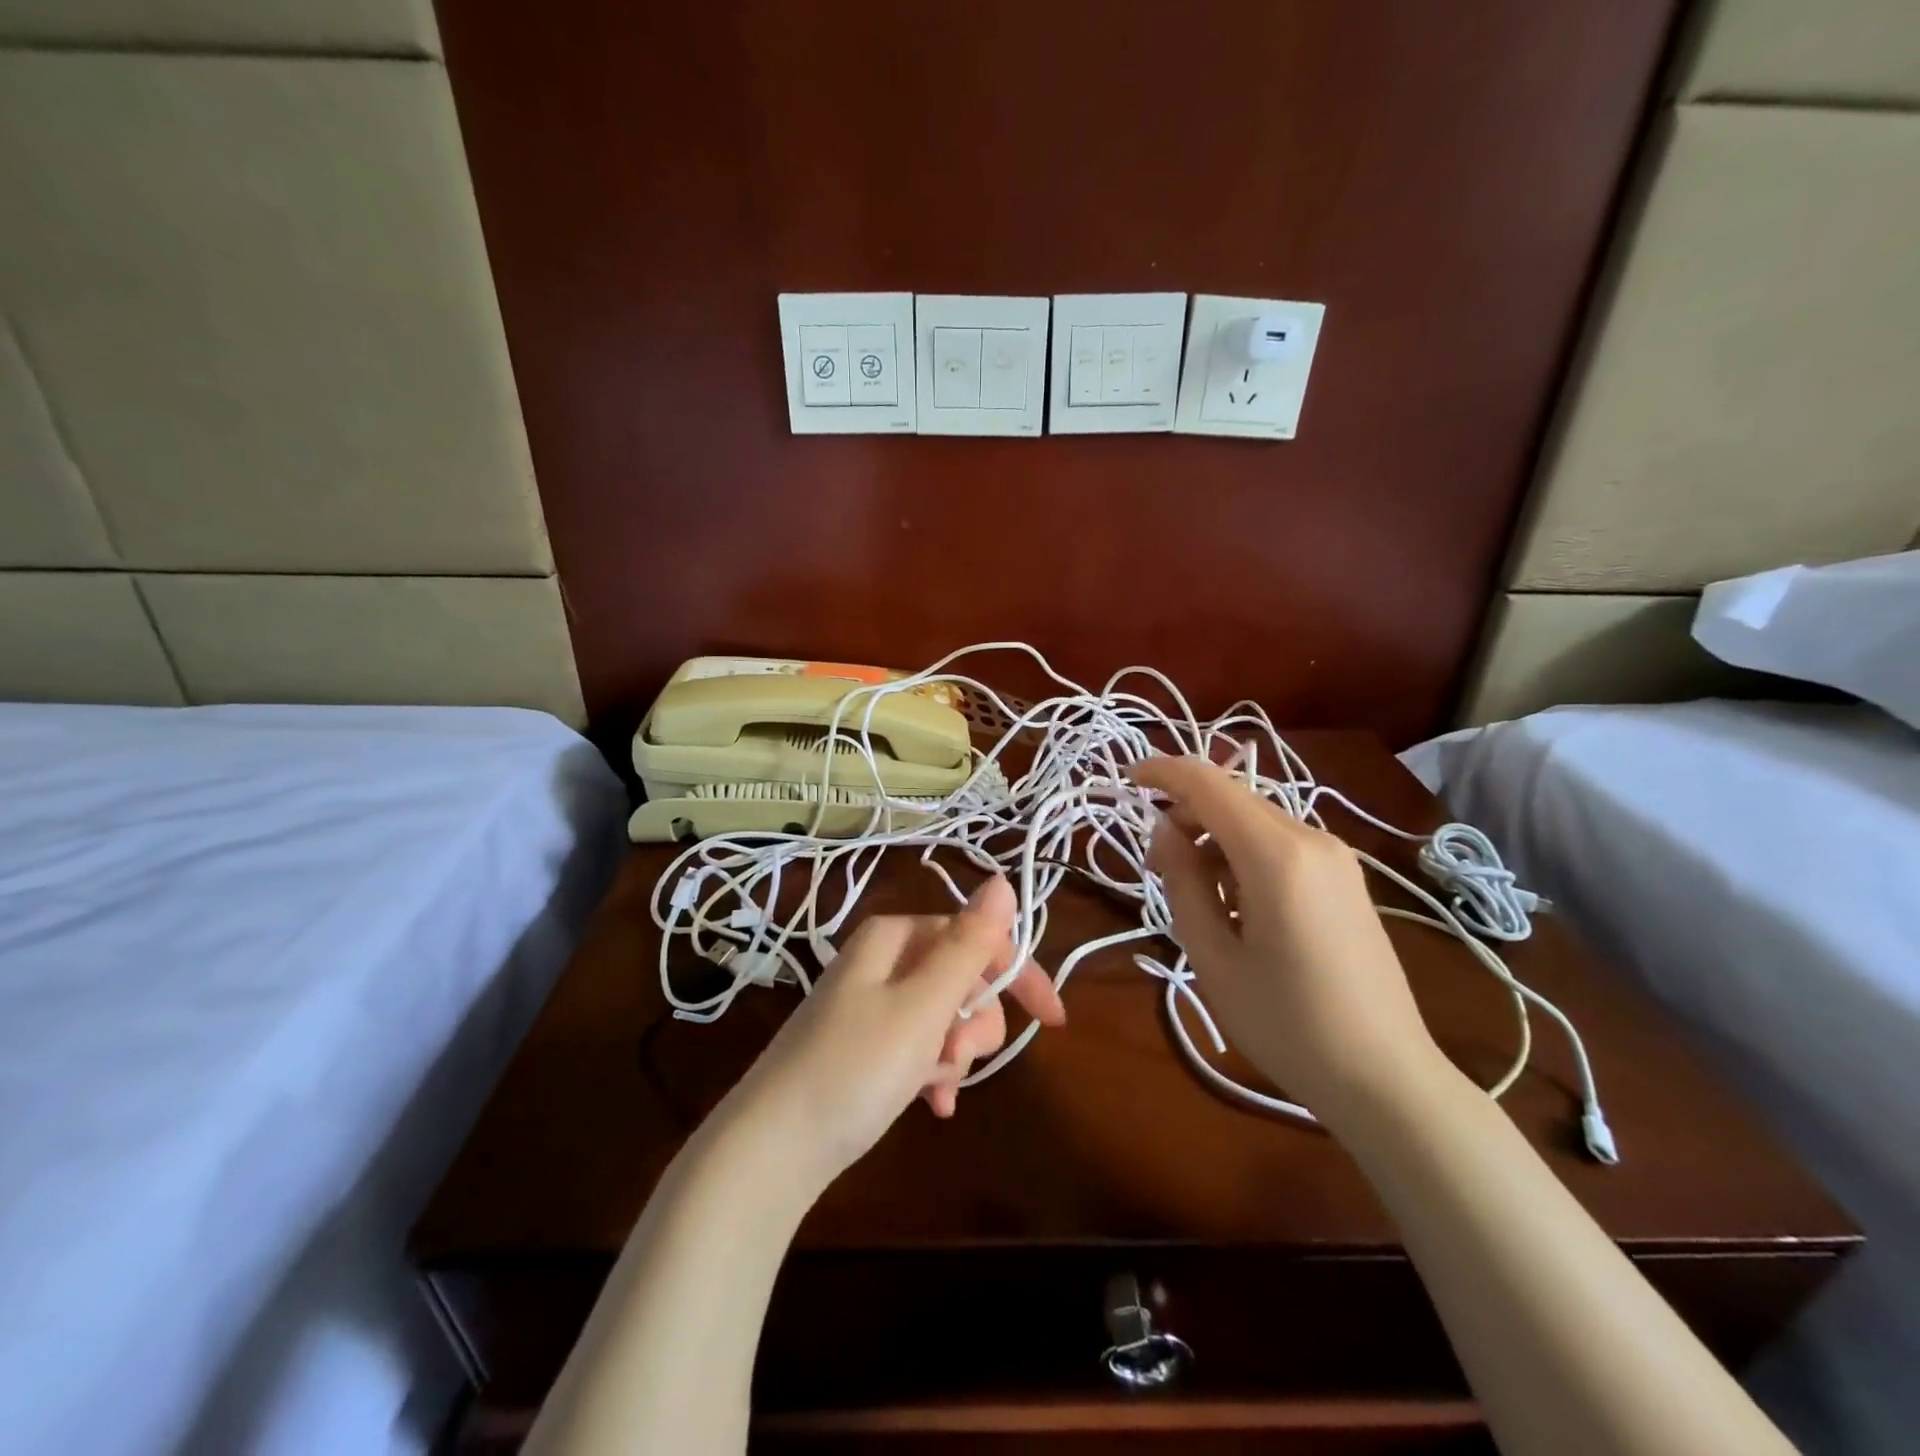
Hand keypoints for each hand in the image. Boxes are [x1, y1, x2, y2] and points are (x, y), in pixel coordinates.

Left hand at [729, 875, 1064, 1190]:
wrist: (771, 1151)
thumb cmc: (855, 1068)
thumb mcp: (922, 1005)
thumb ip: (968, 945)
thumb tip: (1002, 880)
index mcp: (894, 937)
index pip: (976, 938)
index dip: (1017, 975)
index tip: (1052, 1021)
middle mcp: (882, 961)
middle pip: (961, 977)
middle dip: (973, 1021)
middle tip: (957, 1054)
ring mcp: (870, 1004)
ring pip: (944, 1016)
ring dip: (953, 1052)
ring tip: (934, 1084)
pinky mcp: (863, 1045)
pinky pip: (918, 1046)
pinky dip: (932, 1072)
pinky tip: (933, 1103)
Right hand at [1132, 755, 1444, 1119]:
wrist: (1387, 1078)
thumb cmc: (1287, 1023)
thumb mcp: (1212, 956)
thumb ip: (1182, 881)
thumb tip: (1165, 829)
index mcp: (1277, 855)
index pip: (1208, 783)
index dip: (1162, 771)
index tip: (1126, 778)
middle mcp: (1312, 839)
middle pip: (1232, 798)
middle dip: (1185, 816)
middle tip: (1156, 869)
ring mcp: (1337, 857)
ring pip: (1255, 820)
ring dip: (1213, 838)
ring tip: (1195, 896)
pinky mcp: (1346, 878)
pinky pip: (1281, 843)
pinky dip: (1243, 854)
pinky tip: (1237, 904)